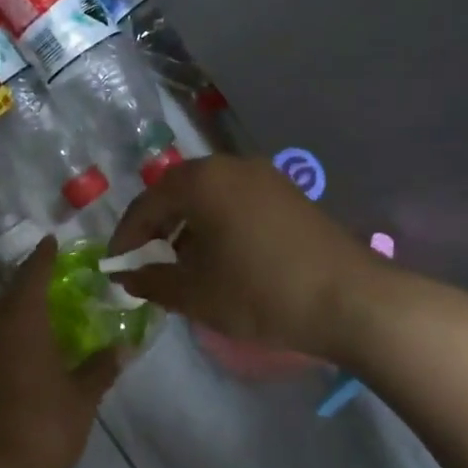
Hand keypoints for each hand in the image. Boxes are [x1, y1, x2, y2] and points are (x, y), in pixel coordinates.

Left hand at [0, 239, 118, 467]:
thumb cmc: (41, 422)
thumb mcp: (81, 397)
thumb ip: (100, 368)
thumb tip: (124, 347)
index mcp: (23, 316)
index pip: (33, 272)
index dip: (43, 256)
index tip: (51, 241)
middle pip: (6, 292)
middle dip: (24, 284)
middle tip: (47, 284)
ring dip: (9, 310)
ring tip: (35, 318)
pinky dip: (1, 337)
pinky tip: (18, 354)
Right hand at [107, 155, 386, 353]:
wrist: (352, 301)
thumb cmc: (261, 293)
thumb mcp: (196, 294)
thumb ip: (151, 281)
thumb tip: (125, 276)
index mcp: (201, 181)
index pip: (147, 203)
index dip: (126, 235)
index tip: (115, 265)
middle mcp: (230, 166)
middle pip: (177, 191)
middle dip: (157, 226)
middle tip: (146, 260)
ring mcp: (264, 176)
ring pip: (209, 195)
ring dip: (188, 224)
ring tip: (182, 262)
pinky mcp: (288, 194)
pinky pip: (236, 200)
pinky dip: (217, 222)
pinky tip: (222, 256)